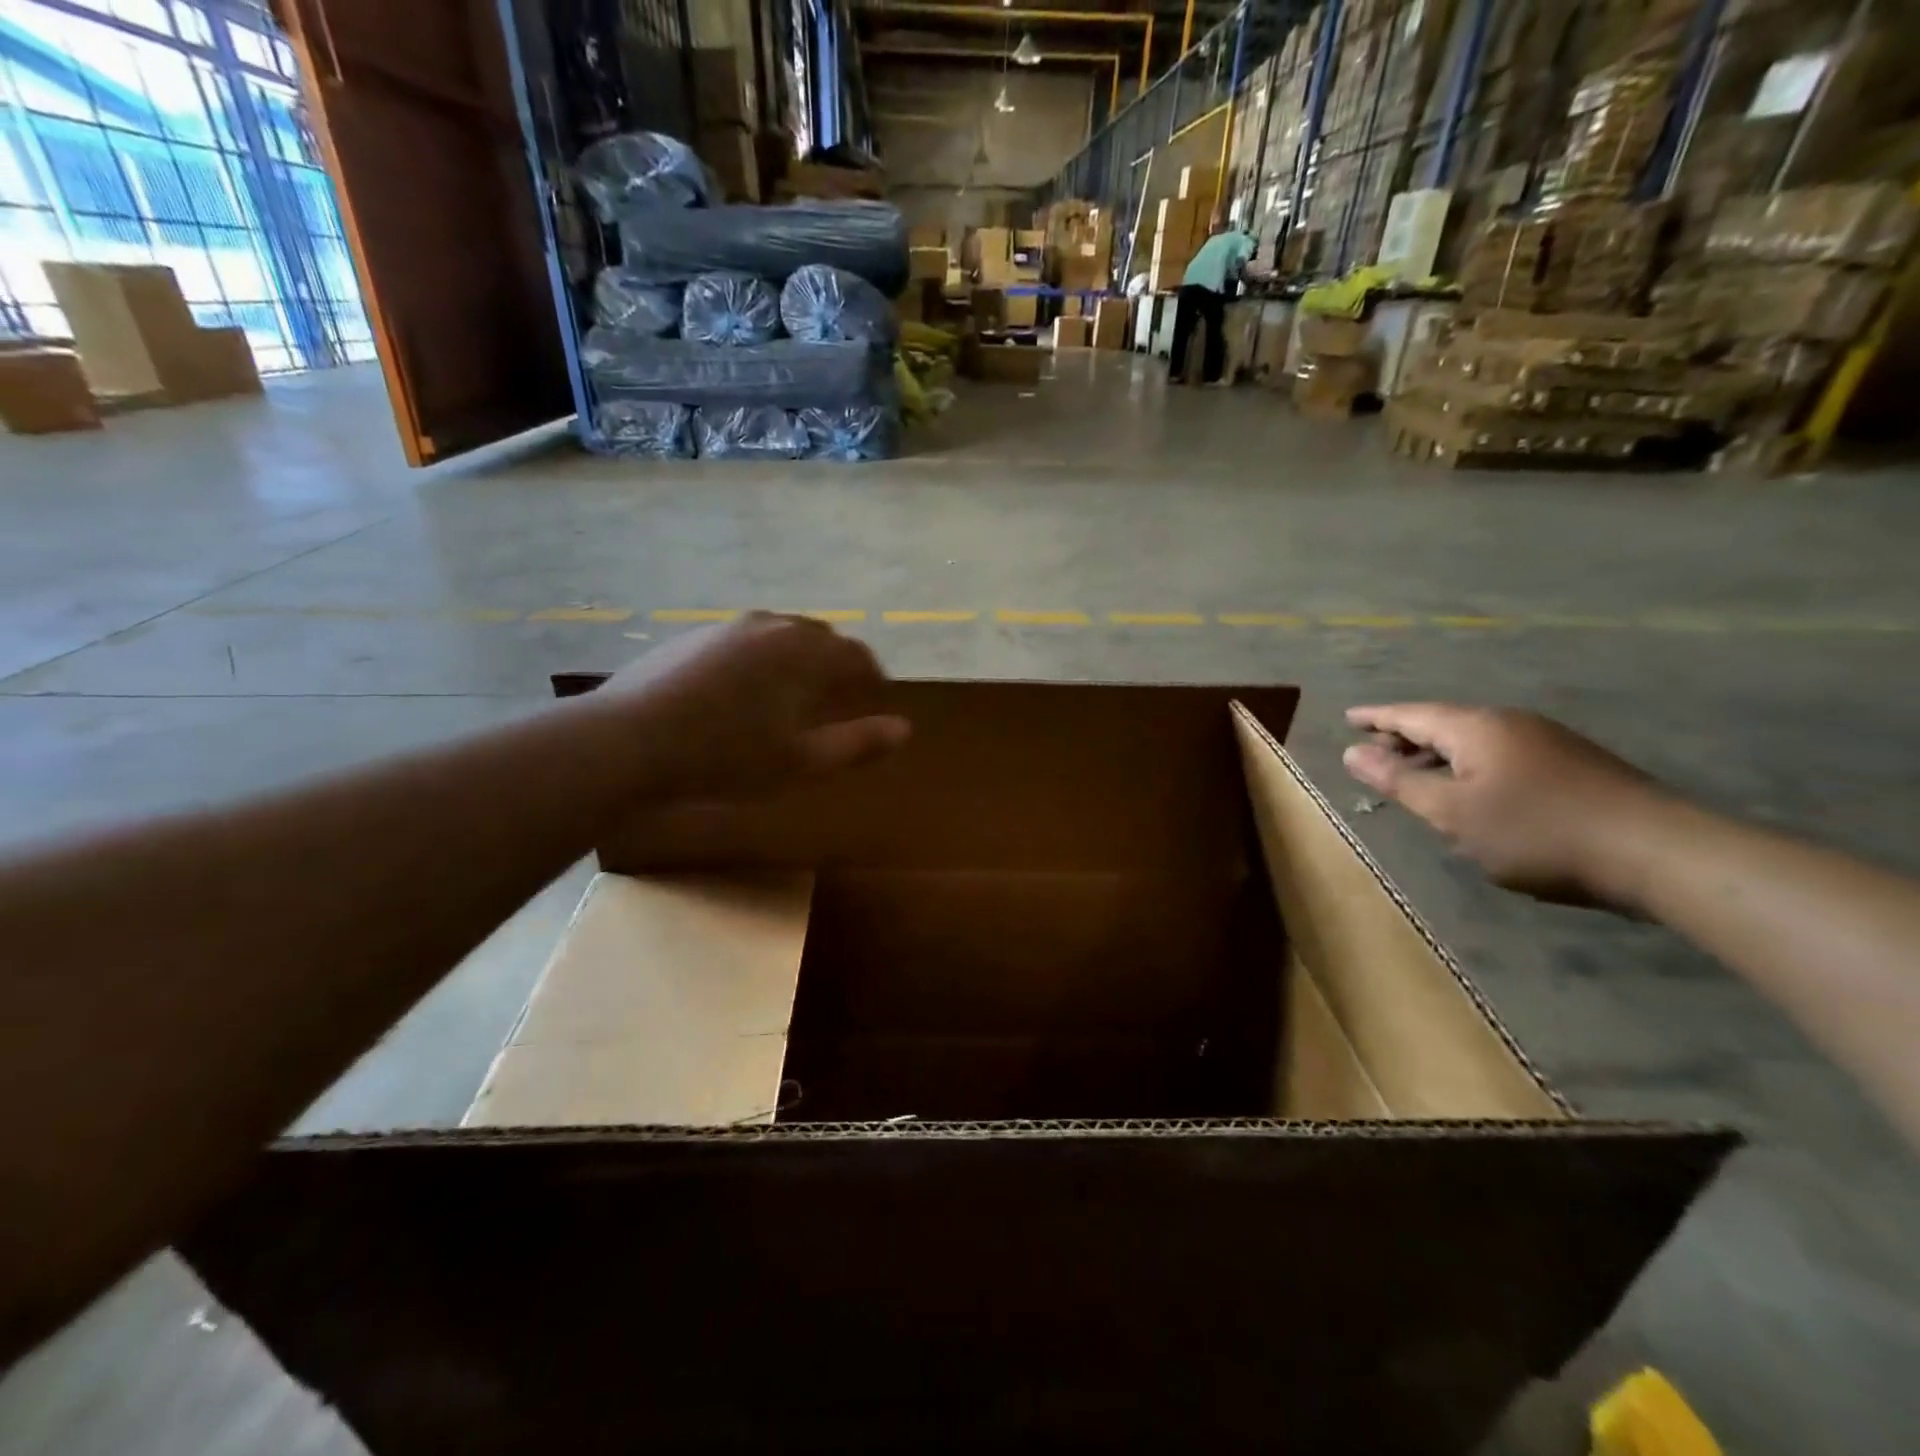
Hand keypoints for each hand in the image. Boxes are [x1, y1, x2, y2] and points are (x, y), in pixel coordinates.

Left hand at [597, 613, 909, 797]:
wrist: (629, 741)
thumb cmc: (727, 757)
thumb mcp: (801, 762)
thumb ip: (858, 744)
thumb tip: (905, 729)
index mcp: (805, 653)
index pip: (856, 655)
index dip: (872, 675)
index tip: (876, 695)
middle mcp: (772, 626)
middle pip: (820, 637)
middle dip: (837, 662)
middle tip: (840, 694)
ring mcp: (728, 626)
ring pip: (780, 634)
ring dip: (798, 657)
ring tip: (794, 691)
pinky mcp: (693, 635)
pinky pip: (745, 639)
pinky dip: (761, 658)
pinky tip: (743, 689)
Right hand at [1342, 704, 1675, 908]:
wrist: (1657, 852)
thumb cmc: (1536, 831)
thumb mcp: (1452, 812)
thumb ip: (1399, 781)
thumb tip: (1353, 753)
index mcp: (1476, 728)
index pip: (1411, 714)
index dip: (1376, 717)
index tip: (1348, 717)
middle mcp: (1510, 723)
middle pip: (1443, 722)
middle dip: (1405, 735)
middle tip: (1373, 747)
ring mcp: (1547, 741)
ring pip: (1474, 740)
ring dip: (1437, 753)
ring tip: (1414, 772)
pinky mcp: (1573, 764)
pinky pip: (1500, 754)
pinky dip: (1469, 764)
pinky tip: (1471, 790)